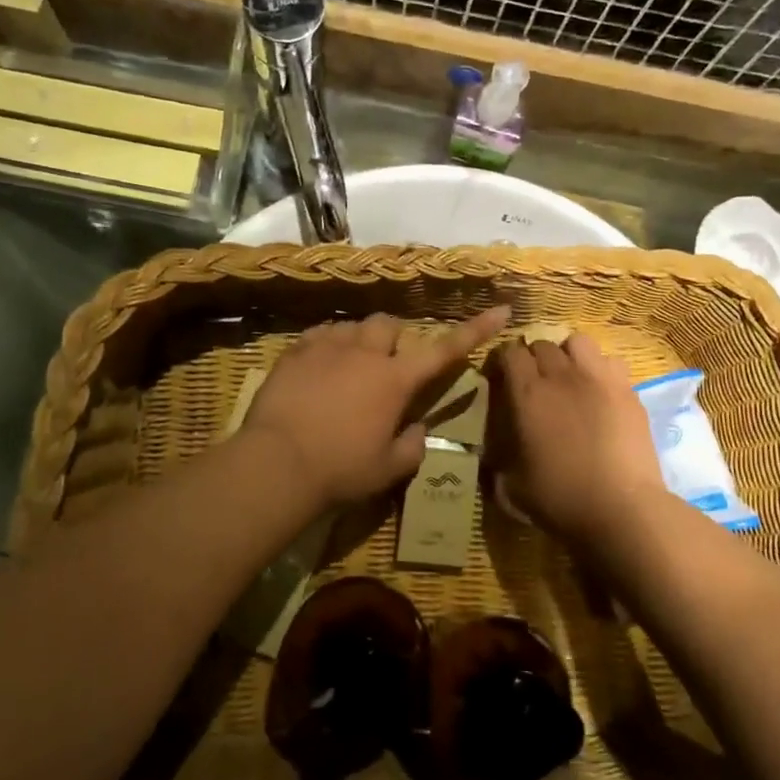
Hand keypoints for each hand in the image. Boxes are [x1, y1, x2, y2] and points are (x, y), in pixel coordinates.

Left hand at [244, 306, 510, 510]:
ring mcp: (328, 347)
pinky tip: (319, 366)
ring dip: (360, 342)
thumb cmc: (340, 470)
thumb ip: (412, 446)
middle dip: (394, 340)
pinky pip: (320, 333)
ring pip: (353, 326)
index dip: (476, 330)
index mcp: (396, 380)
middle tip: (385, 368)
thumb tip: (418, 428)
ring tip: (348, 369)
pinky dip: (328, 344)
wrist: (277, 462)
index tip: (501, 310)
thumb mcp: (387, 469)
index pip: (446, 350)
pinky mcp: (296, 350)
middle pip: (389, 325)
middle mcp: (366, 353)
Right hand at [490, 332, 669, 544]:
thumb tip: (491, 456)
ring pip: (578, 342)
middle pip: (542, 344)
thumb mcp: (513, 485)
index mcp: (527, 393)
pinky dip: (600, 369)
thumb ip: (499, 461)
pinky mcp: (628, 390)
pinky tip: (599, 390)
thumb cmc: (561, 497)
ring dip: (568, 353)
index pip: (509, 352)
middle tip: (534, 381)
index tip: (500, 378)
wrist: (622, 509)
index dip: (502, 362)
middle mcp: (561, 375)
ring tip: (568, 375)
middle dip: (533, 357)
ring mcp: (598, 378)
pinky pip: (610, 362)